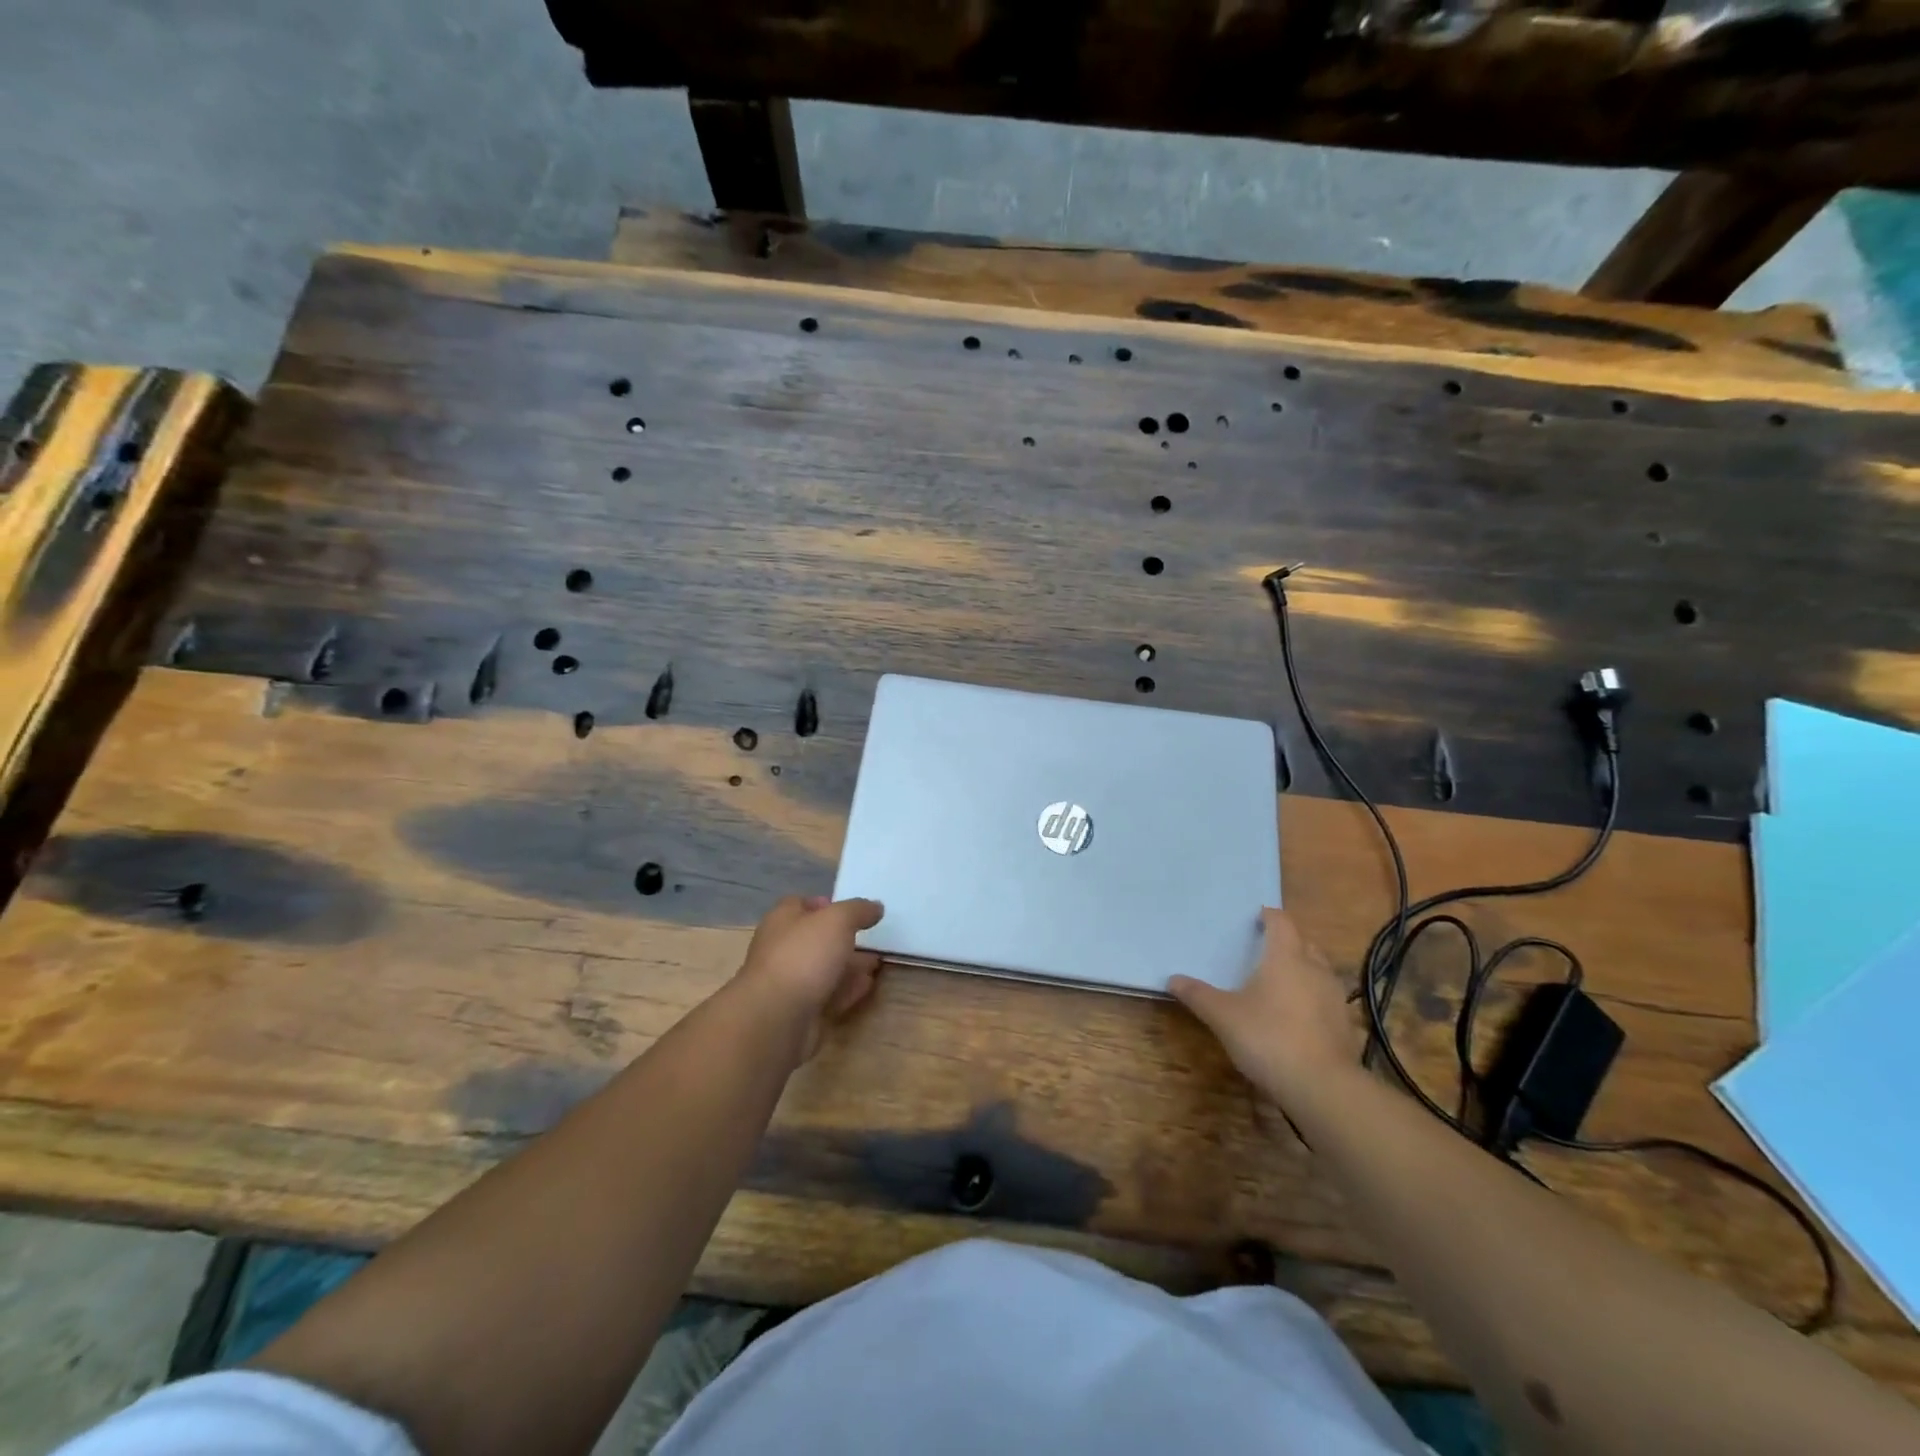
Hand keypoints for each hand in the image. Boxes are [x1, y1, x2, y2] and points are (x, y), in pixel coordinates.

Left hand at [734, 895, 884, 1059]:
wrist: (776, 1019)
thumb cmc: (803, 956)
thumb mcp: (838, 920)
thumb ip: (858, 910)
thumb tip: (875, 907)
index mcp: (783, 920)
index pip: (801, 904)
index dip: (826, 904)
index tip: (853, 911)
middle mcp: (782, 949)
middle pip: (816, 939)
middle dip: (844, 938)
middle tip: (873, 939)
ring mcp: (790, 983)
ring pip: (824, 969)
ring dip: (849, 965)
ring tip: (877, 963)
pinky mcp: (800, 1012)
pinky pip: (828, 995)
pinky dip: (848, 989)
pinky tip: (868, 986)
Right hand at [1170, 909, 1360, 1102]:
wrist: (1321, 1087)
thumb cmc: (1268, 1037)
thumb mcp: (1223, 1016)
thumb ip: (1198, 995)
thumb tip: (1172, 979)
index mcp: (1286, 957)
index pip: (1281, 922)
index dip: (1269, 917)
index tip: (1256, 918)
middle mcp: (1315, 969)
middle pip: (1304, 943)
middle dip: (1287, 943)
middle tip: (1264, 951)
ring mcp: (1335, 997)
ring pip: (1319, 971)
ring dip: (1303, 971)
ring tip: (1280, 983)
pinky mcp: (1344, 1025)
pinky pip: (1326, 999)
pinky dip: (1312, 999)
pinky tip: (1297, 1017)